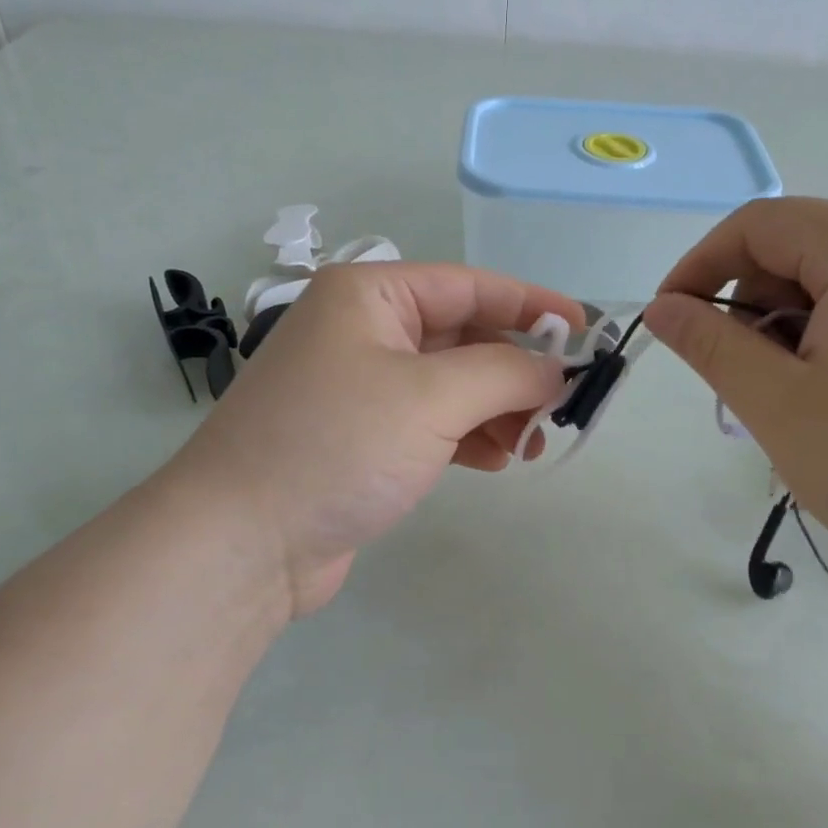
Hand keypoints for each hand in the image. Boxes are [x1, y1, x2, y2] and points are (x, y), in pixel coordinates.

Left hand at [173, 262, 582, 617]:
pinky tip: (494, 461)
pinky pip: (431, 422)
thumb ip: (506, 372)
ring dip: (496, 409)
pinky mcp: (361, 438)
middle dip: (516, 370)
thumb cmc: (338, 445)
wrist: (242, 542)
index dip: (532, 305)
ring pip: (451, 384)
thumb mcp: (432, 397)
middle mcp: (363, 331)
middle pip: (464, 336)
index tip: (586, 330)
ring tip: (531, 444)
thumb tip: (556, 369)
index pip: (470, 285)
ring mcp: (360, 386)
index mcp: (370, 295)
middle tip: (562, 405)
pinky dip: (467, 436)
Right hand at [643, 198, 827, 602]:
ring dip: (793, 325)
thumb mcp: (777, 404)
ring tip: (794, 397)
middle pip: (802, 247)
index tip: (669, 321)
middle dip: (751, 303)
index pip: (758, 225)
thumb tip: (661, 308)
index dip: (699, 267)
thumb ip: (710, 344)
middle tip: (741, 377)